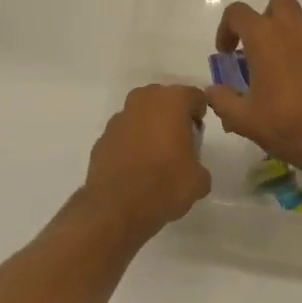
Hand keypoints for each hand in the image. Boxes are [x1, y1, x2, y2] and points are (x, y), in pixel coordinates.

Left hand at [82, 84, 211, 241]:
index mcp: (172, 102)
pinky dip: (131, 143)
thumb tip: (191, 169)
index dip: (199, 112)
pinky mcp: (102, 137)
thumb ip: (198, 164)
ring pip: (141, 114)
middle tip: (179, 141)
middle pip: (164, 99)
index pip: (194, 96)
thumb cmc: (165, 184)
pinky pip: (124, 134)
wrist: (117, 207)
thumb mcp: (199, 180)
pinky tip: (136, 167)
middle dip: (172, 115)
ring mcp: (119, 118)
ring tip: (156, 155)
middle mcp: (143, 101)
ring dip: (150, 127)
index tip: (198, 133)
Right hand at [205, 0, 301, 182]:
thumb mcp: (244, 119)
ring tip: (274, 69)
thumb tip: (213, 90)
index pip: (238, 13)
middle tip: (255, 49)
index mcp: (265, 37)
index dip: (226, 29)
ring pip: (299, 22)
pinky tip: (298, 84)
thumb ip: (223, 101)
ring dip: (284, 35)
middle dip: (263, 20)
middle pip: (277, 5)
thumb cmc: (287, 124)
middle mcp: (294, 30)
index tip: (226, 54)